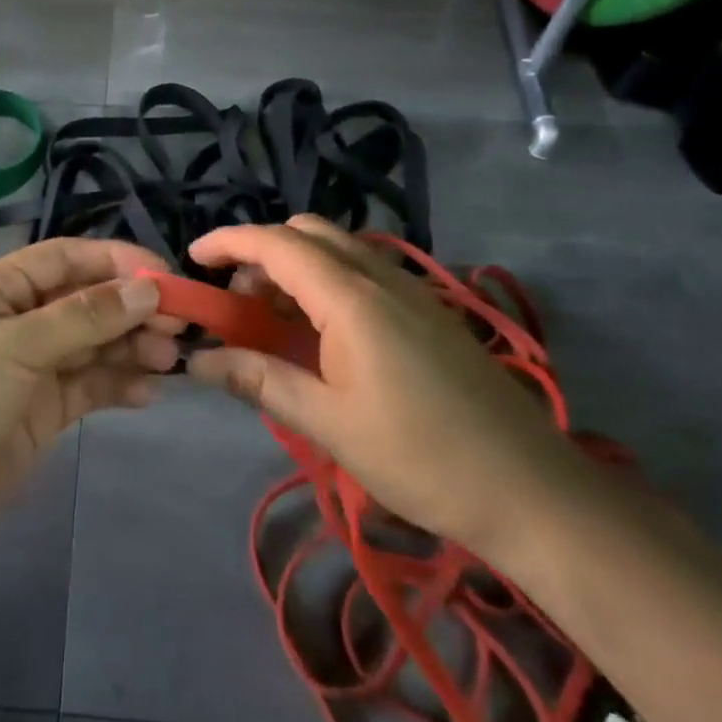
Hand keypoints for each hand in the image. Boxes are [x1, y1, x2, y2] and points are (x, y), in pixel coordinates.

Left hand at [0, 238, 181, 553]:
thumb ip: (85, 317)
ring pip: (94, 344)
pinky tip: (147, 392)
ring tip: (169, 359)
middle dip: (131, 308)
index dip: (115, 260)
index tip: (165, 275)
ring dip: (132, 346)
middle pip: (86, 301)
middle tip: (178, 324)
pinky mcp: (44, 411)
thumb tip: (148, 288)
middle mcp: (19, 320)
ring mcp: (32, 367)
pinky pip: (90, 386)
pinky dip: (119, 384)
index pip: (67, 258)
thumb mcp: (17, 344)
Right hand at [185, 215, 588, 559]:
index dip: (226, 242)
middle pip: (305, 233)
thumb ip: (259, 380)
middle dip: (259, 253)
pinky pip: (361, 270)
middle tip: (236, 301)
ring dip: (293, 265)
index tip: (191, 260)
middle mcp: (379, 276)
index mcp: (351, 297)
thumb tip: (197, 362)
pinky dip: (324, 280)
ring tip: (272, 319)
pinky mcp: (426, 308)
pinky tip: (321, 332)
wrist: (530, 488)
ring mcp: (408, 289)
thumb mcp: (328, 422)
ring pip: (335, 248)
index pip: (275, 244)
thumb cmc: (420, 456)